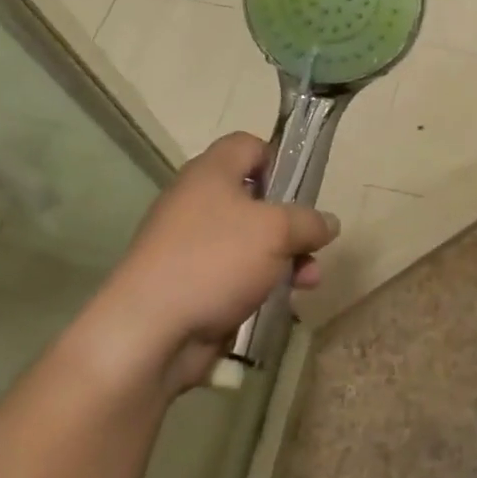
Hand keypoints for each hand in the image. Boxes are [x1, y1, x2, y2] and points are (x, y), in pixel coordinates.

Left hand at [76, 133, 340, 394]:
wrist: (148, 332)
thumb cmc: (215, 260)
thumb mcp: (277, 231)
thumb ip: (309, 221)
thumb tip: (328, 222)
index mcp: (211, 173)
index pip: (248, 145)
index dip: (278, 160)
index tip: (301, 190)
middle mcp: (197, 202)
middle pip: (256, 198)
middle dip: (292, 223)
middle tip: (313, 243)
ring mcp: (191, 245)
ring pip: (251, 241)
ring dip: (286, 258)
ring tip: (309, 281)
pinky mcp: (190, 283)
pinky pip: (236, 274)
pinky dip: (262, 283)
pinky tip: (284, 302)